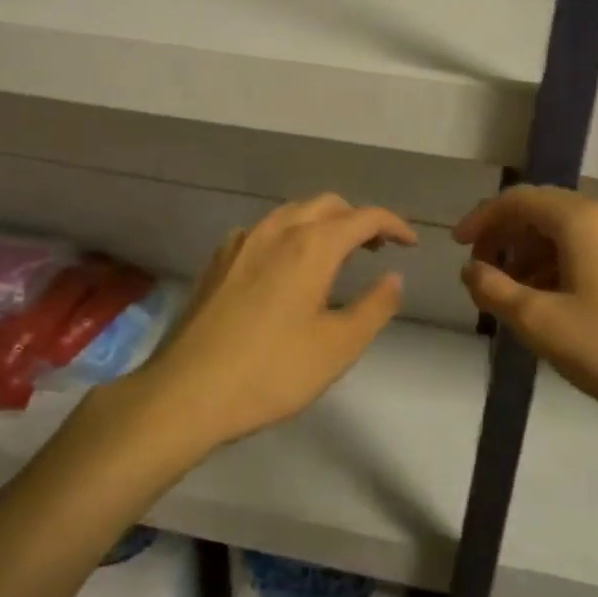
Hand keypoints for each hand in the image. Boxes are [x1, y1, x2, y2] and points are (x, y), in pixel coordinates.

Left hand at [124, 194, 416, 451]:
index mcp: (311, 246)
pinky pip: (263, 231)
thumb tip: (394, 277)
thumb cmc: (271, 372)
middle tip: (376, 249)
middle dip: (357, 219)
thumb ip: (375, 307)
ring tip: (335, 256)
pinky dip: (288, 235)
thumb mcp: (338, 347)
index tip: (410, 244)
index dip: (393, 224)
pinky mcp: (218, 260)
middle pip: (327, 204)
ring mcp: (241, 242)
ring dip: (321, 223)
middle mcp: (276, 231)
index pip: (363, 217)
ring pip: (292, 213)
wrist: (187, 392)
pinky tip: (284, 268)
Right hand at [454, 187, 597, 442]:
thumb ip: (494, 290)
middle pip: (542, 210)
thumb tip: (470, 269)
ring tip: (512, 294)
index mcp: (582, 220)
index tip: (457, 247)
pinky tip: (550, 299)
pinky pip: (589, 247)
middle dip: (505, 237)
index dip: (482, 219)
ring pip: (566, 231)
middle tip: (482, 273)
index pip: (519, 200)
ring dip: (531, 253)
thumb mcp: (540, 323)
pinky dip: (559, 263)